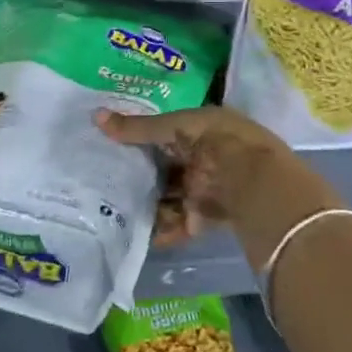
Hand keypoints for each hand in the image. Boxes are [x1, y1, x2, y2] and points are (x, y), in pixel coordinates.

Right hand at [93, 105, 295, 245]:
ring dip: (148, 204)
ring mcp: (205, 187)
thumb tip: (95, 116)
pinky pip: (179, 222)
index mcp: (200, 129)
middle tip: (105, 181)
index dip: (139, 139)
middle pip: (165, 168)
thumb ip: (136, 128)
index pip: (164, 133)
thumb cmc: (215, 141)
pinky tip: (140, 235)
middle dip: (140, 176)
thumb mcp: (173, 127)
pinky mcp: (206, 216)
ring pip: (169, 196)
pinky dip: (163, 229)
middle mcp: (203, 157)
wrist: (255, 181)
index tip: (110, 147)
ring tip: (114, 210)